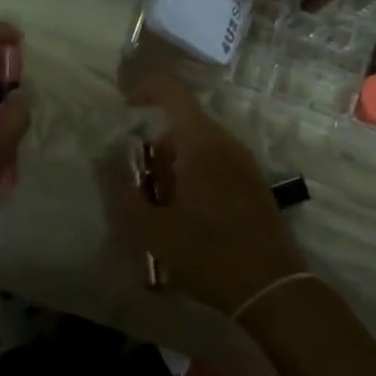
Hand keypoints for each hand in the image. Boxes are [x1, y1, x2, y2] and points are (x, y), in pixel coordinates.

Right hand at [108, 76, 305, 314]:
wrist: (271, 287)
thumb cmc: (207, 254)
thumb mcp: (151, 231)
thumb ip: (121, 192)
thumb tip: (104, 159)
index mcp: (200, 142)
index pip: (172, 91)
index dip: (146, 87)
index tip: (125, 104)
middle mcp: (225, 142)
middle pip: (183, 123)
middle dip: (157, 146)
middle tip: (141, 185)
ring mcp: (244, 161)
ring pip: (199, 144)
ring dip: (175, 164)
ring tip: (162, 208)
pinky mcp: (253, 182)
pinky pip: (216, 161)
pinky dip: (195, 174)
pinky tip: (189, 216)